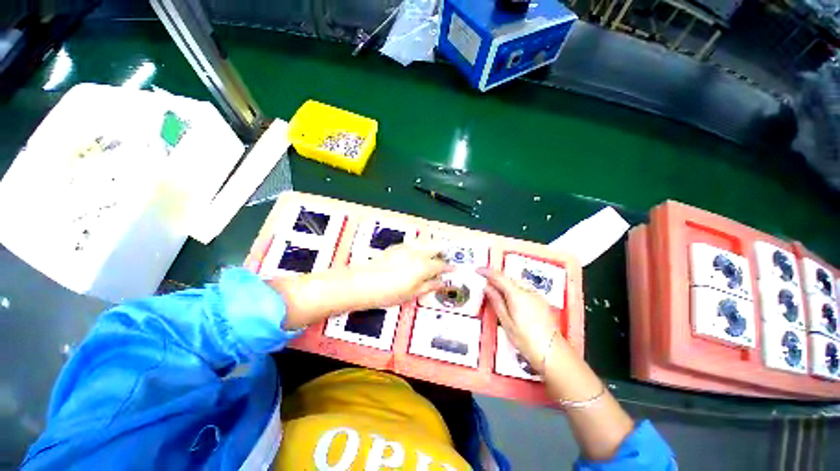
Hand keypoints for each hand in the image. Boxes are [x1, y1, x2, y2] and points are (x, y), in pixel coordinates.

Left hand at [349, 243, 450, 308]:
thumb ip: (429, 286)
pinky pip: (412, 244)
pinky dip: (418, 247)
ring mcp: (404, 249)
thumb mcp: (412, 293)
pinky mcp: (394, 248)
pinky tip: (415, 254)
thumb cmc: (389, 293)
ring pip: (423, 244)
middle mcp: (416, 253)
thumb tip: (442, 282)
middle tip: (444, 261)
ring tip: (432, 256)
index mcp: (422, 266)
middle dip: (441, 253)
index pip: (440, 265)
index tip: (453, 269)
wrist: (362, 284)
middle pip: (434, 249)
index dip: (448, 268)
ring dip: (430, 248)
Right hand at [478, 267, 564, 374]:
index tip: (477, 270)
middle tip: (485, 284)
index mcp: (517, 294)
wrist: (553, 353)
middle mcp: (528, 291)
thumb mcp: (506, 321)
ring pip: (517, 283)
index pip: (499, 277)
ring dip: (506, 285)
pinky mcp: (542, 301)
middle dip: (496, 279)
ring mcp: (537, 295)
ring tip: (497, 294)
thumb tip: (487, 287)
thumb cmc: (526, 340)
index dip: (487, 272)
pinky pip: (525, 290)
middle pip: (509, 279)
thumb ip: (496, 301)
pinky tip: (512, 301)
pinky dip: (515, 290)